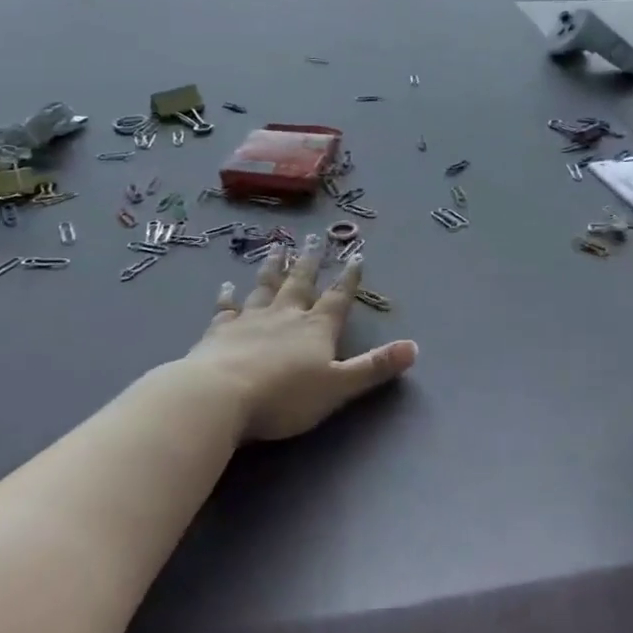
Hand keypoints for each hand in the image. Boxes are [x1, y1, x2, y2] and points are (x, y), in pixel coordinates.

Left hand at [178, 238, 417, 440]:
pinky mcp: (218, 331)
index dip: (349, 278)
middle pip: (300, 282)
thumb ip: (374, 367)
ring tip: (278, 247)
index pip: (338, 297)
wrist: (219, 396)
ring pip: (265, 286)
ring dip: (273, 267)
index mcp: (316, 328)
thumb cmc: (284, 396)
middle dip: (310, 261)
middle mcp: (285, 315)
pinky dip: (227, 296)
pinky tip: (226, 286)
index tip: (355, 254)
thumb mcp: (338, 386)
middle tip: (313, 237)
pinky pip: (225, 308)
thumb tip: (414, 347)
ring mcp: (249, 319)